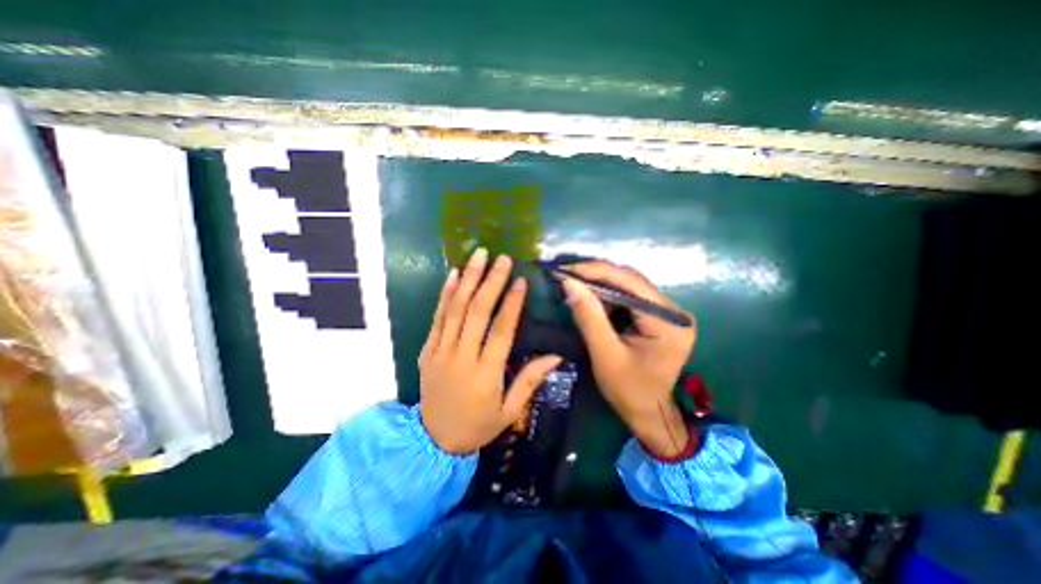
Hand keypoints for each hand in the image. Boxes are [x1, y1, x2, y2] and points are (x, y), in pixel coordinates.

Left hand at [418, 249, 561, 453]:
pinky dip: (445, 294)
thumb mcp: (509, 411)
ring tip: (478, 256)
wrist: (433, 440)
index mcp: (486, 373)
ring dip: (468, 279)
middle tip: (501, 258)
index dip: (512, 303)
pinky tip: (453, 275)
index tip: (520, 280)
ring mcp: (440, 351)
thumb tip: (555, 355)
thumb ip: (530, 380)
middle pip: (477, 313)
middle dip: (490, 282)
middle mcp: (462, 357)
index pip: (501, 331)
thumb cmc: (478, 425)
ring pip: (455, 309)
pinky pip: (436, 318)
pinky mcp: (427, 350)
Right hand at [558, 263, 692, 458]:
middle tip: (568, 276)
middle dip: (598, 276)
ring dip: (602, 284)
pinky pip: (632, 297)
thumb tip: (569, 283)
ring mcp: (669, 313)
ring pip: (630, 286)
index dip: (597, 271)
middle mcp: (675, 311)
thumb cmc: (628, 390)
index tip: (567, 270)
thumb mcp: (604, 354)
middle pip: (632, 281)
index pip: (631, 283)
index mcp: (668, 322)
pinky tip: (592, 298)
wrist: (648, 412)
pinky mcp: (660, 316)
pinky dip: (609, 296)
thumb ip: (589, 316)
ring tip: (576, 285)